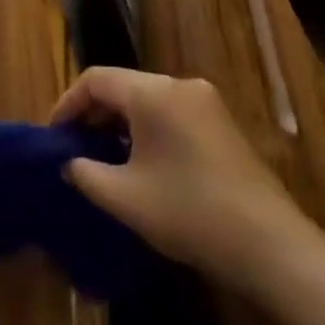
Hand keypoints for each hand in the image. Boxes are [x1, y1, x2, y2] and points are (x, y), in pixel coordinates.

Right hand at [52, 67, 308, 277]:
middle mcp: (180, 85)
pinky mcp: (221, 123)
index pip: (95, 79)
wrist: (270, 245)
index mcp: (153, 93)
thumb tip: (69, 162)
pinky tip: (141, 163)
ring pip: (147, 99)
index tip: (54, 138)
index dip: (67, 104)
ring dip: (119, 123)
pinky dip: (146, 129)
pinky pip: (170, 112)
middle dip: (93, 114)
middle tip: (74, 148)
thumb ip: (84, 173)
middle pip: (122, 86)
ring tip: (103, 158)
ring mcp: (206, 102)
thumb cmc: (189, 213)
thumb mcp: (124, 197)